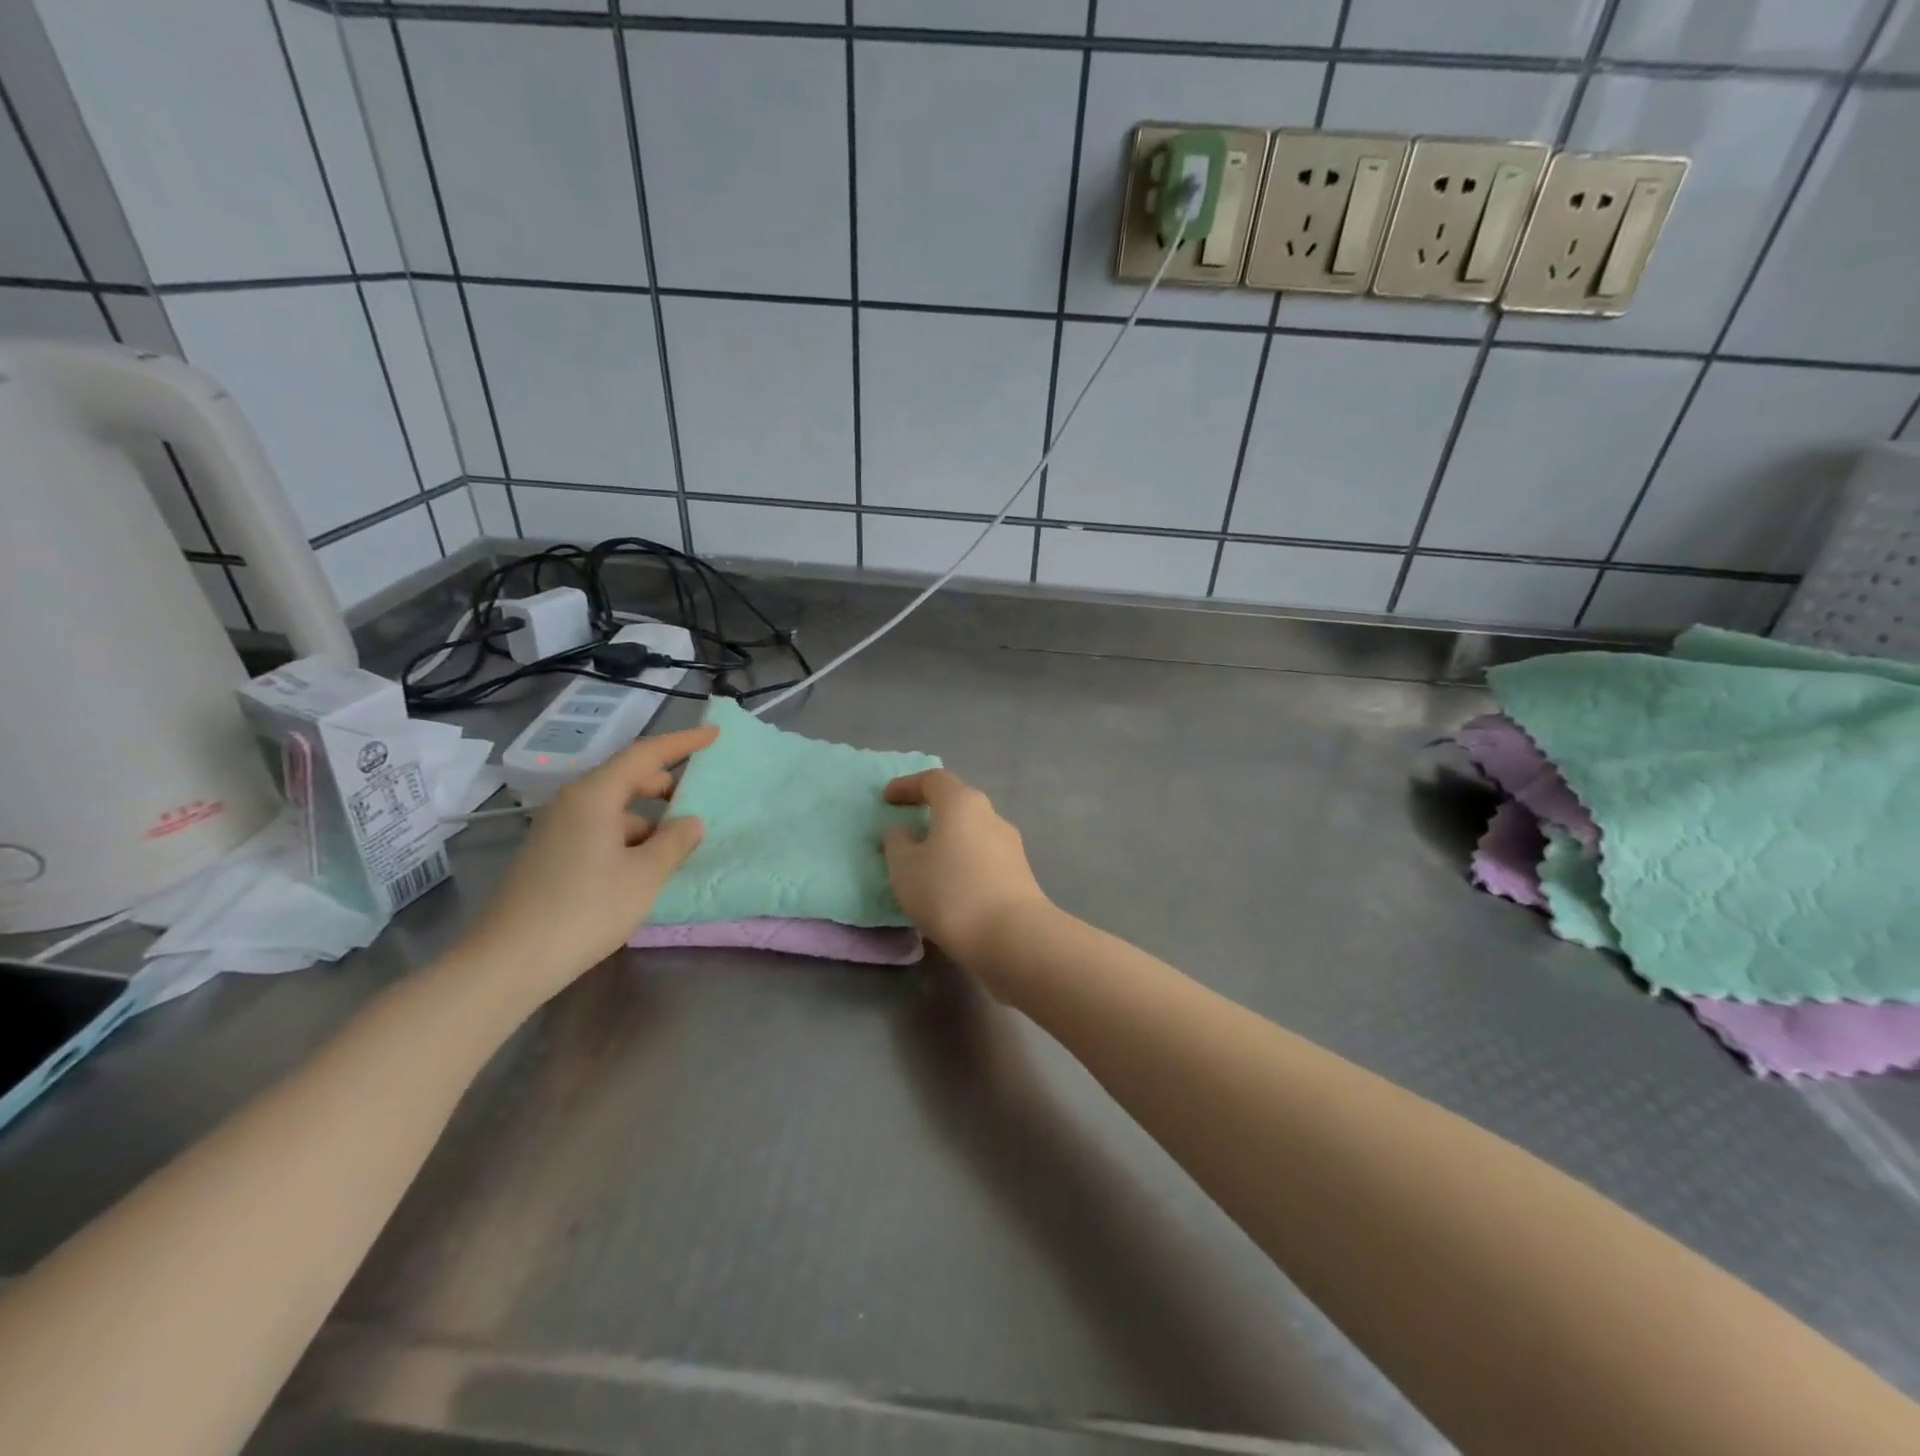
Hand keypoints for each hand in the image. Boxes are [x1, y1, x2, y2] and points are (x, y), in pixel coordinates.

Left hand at [457, 725, 717, 1007]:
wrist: (509, 961)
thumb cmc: (586, 909)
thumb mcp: (645, 876)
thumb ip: (675, 842)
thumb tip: (691, 821)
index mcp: (595, 795)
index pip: (645, 754)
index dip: (683, 743)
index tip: (714, 734)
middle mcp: (572, 803)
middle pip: (626, 778)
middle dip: (665, 784)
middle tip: (698, 799)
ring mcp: (557, 829)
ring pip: (614, 809)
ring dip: (648, 819)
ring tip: (676, 846)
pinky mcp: (550, 855)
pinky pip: (599, 831)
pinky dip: (628, 838)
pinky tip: (643, 868)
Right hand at [882, 769, 1051, 970]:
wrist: (1012, 936)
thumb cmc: (949, 892)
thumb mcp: (905, 868)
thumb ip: (897, 842)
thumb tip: (901, 830)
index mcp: (961, 803)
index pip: (933, 780)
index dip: (908, 786)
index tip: (888, 799)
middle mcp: (990, 815)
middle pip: (957, 804)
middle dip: (931, 813)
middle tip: (907, 831)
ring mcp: (1010, 845)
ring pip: (972, 833)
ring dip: (949, 842)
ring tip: (926, 865)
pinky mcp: (1020, 874)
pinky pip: (983, 858)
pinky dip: (963, 864)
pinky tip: (951, 888)